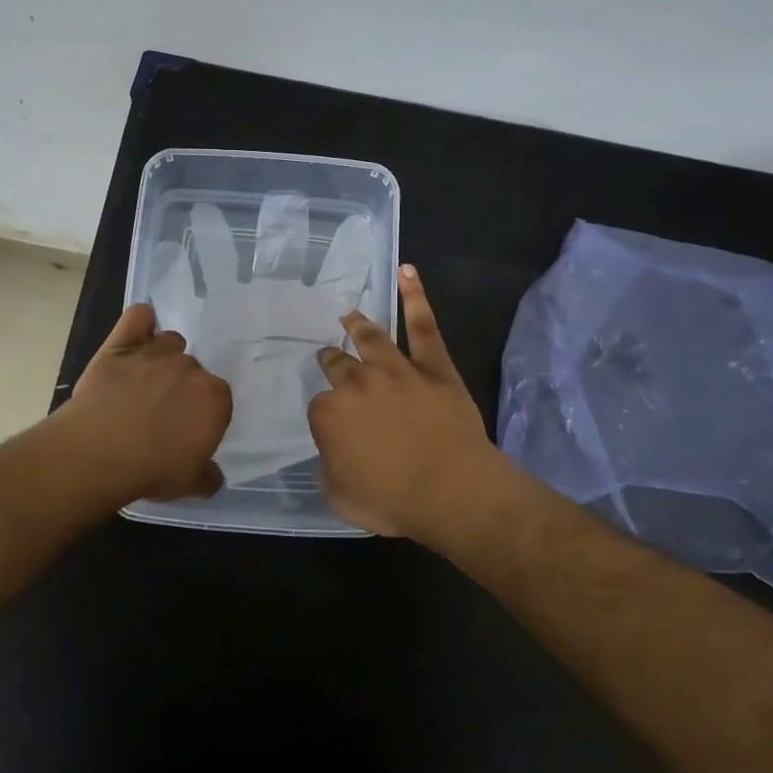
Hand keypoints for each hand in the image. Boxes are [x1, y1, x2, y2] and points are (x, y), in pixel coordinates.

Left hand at [57, 303, 232, 503]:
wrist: (98, 452)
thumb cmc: (151, 469)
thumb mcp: (190, 484)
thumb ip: (208, 476)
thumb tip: (213, 475)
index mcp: (214, 398)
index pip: (218, 398)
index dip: (202, 414)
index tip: (187, 430)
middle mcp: (189, 368)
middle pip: (193, 370)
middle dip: (181, 388)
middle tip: (161, 413)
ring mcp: (154, 352)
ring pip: (170, 342)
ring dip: (164, 358)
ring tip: (145, 382)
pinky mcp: (120, 345)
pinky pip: (138, 317)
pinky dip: (141, 322)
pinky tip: (139, 331)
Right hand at [307, 265, 506, 542]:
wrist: (451, 490)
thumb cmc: (393, 500)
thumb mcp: (340, 498)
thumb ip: (329, 469)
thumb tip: (333, 454)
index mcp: (330, 414)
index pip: (320, 406)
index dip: (327, 415)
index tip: (333, 424)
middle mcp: (357, 383)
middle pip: (338, 365)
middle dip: (331, 360)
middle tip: (329, 356)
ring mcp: (396, 370)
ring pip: (372, 338)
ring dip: (358, 325)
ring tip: (349, 315)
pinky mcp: (433, 367)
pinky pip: (422, 326)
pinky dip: (415, 296)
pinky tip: (407, 272)